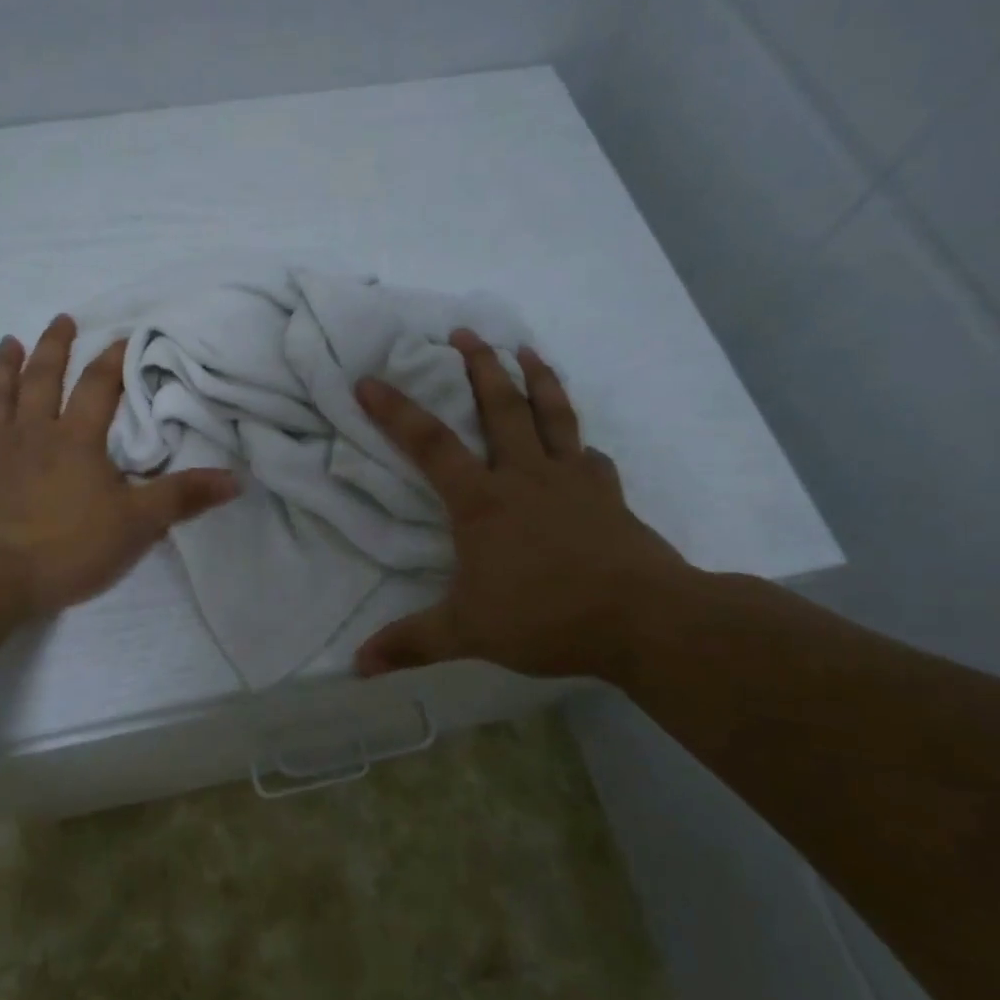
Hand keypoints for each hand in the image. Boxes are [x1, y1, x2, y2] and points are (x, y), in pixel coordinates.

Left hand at [0, 315, 239, 616]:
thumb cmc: (66, 548)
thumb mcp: (137, 525)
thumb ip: (183, 498)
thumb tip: (236, 478)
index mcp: (76, 441)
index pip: (99, 388)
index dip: (113, 360)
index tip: (122, 335)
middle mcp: (31, 435)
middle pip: (43, 381)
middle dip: (54, 348)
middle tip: (60, 320)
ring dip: (2, 369)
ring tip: (8, 342)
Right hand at [353, 330, 689, 680]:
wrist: (643, 620)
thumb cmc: (546, 617)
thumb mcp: (467, 633)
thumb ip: (411, 644)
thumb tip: (357, 667)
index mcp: (482, 501)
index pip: (429, 445)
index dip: (396, 410)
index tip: (369, 379)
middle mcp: (524, 477)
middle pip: (500, 408)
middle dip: (479, 366)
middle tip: (465, 332)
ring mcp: (572, 482)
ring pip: (553, 416)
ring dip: (537, 380)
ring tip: (526, 350)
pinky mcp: (608, 496)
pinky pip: (591, 458)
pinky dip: (580, 445)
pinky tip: (581, 446)